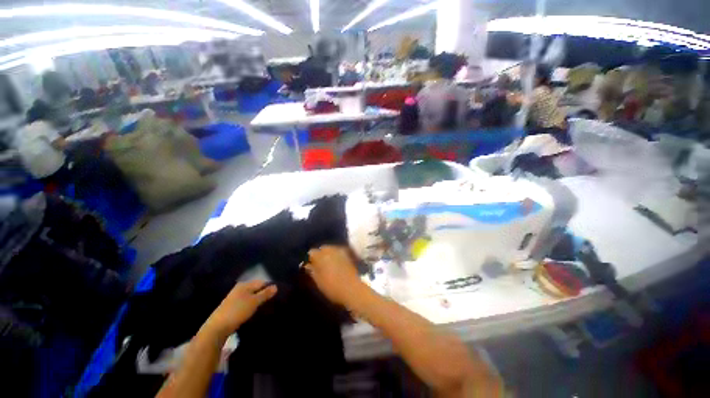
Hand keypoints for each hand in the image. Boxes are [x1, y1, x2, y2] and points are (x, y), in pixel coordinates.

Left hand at [204, 280, 276, 337]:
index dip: (270, 286)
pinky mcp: (232, 307)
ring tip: (266, 306)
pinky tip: (255, 310)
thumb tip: (276, 286)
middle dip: (264, 293)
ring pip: (251, 296)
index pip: (261, 282)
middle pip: (256, 288)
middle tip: (273, 300)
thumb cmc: (237, 311)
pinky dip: (251, 305)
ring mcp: (234, 298)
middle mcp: (239, 288)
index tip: (277, 293)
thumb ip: (265, 293)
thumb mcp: (254, 302)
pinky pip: (246, 303)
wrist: (217, 327)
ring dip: (258, 300)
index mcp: (245, 284)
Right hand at [305, 246, 364, 307]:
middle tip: (318, 264)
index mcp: (321, 255)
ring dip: (328, 254)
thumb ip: (312, 271)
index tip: (309, 266)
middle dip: (319, 254)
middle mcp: (331, 250)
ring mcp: (341, 251)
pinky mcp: (348, 254)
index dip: (309, 259)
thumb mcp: (318, 281)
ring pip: (331, 249)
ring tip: (327, 264)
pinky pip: (339, 252)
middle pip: (322, 248)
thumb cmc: (333, 287)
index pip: (311, 252)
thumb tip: (307, 265)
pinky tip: (336, 264)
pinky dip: (336, 256)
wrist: (352, 289)